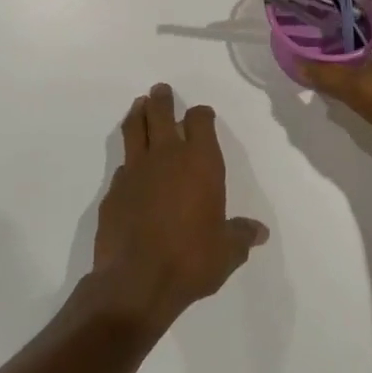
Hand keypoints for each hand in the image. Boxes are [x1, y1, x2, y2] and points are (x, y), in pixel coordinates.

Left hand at [91, 84, 267, 331]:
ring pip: (134, 129)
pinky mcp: (113, 191)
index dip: (201, 115)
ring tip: (139, 105)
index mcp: (200, 163)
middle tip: (160, 90)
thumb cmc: (191, 260)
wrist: (136, 282)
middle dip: (162, 100)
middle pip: (160, 114)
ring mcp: (135, 171)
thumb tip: (258, 232)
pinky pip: (122, 164)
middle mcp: (167, 157)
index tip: (202, 115)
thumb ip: (241, 236)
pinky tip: (130, 167)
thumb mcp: (227, 252)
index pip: (200, 122)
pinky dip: (128, 159)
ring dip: (137, 114)